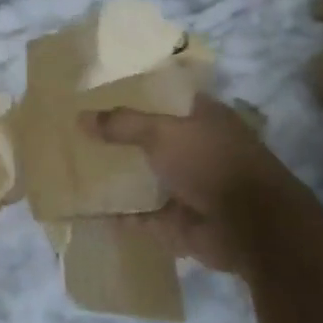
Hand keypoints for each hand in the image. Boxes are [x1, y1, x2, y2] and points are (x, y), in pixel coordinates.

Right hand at [81, 96, 316, 275]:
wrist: (250, 227)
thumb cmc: (211, 163)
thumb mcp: (162, 133)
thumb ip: (122, 124)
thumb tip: (80, 117)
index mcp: (203, 117)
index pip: (165, 98)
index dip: (134, 95)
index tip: (98, 94)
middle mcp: (197, 149)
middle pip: (150, 138)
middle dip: (119, 138)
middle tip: (76, 130)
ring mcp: (188, 186)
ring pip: (144, 176)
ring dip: (117, 176)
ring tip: (73, 166)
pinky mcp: (178, 220)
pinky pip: (139, 214)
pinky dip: (117, 214)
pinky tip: (85, 208)